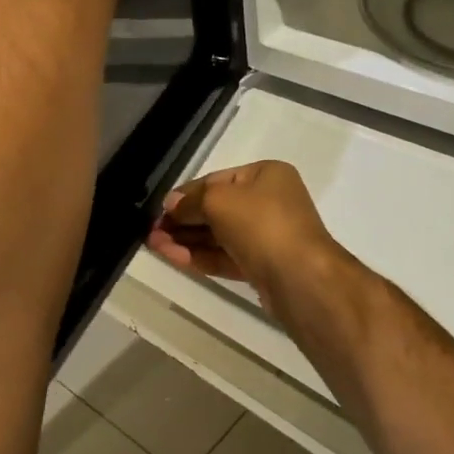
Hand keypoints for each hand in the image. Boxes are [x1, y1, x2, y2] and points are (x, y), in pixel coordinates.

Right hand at [146, 161, 356, 307]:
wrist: (301, 278)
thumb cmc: (262, 224)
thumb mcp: (219, 200)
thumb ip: (192, 201)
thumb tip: (172, 204)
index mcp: (266, 175)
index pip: (217, 180)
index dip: (186, 193)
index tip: (160, 208)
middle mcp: (269, 202)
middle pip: (217, 208)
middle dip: (183, 220)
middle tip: (152, 231)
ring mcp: (267, 237)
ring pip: (219, 235)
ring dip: (186, 239)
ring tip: (153, 245)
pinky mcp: (262, 266)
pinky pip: (225, 256)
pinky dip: (199, 256)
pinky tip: (172, 257)